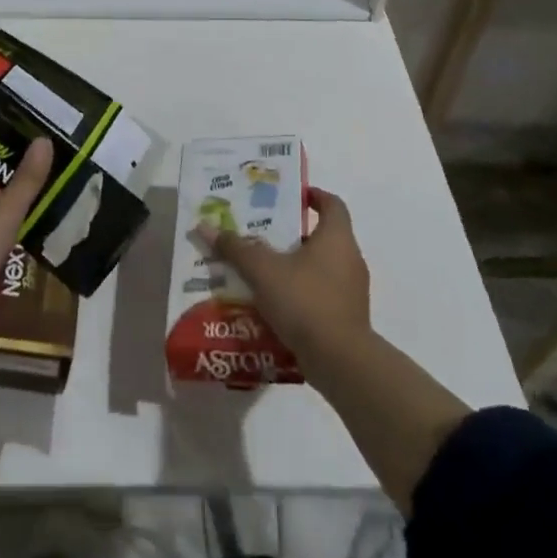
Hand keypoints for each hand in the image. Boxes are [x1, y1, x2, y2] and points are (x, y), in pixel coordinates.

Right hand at [199, 188, 369, 366]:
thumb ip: (235, 248)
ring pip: (320, 268)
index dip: (312, 196)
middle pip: (322, 236)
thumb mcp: (263, 270)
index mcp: (337, 237)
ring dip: (294, 267)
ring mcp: (352, 291)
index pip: (331, 203)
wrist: (341, 361)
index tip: (289, 197)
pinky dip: (301, 294)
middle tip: (262, 234)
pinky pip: (322, 295)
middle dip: (292, 234)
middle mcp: (350, 258)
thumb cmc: (305, 300)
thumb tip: (204, 226)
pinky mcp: (348, 318)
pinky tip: (275, 305)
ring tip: (262, 272)